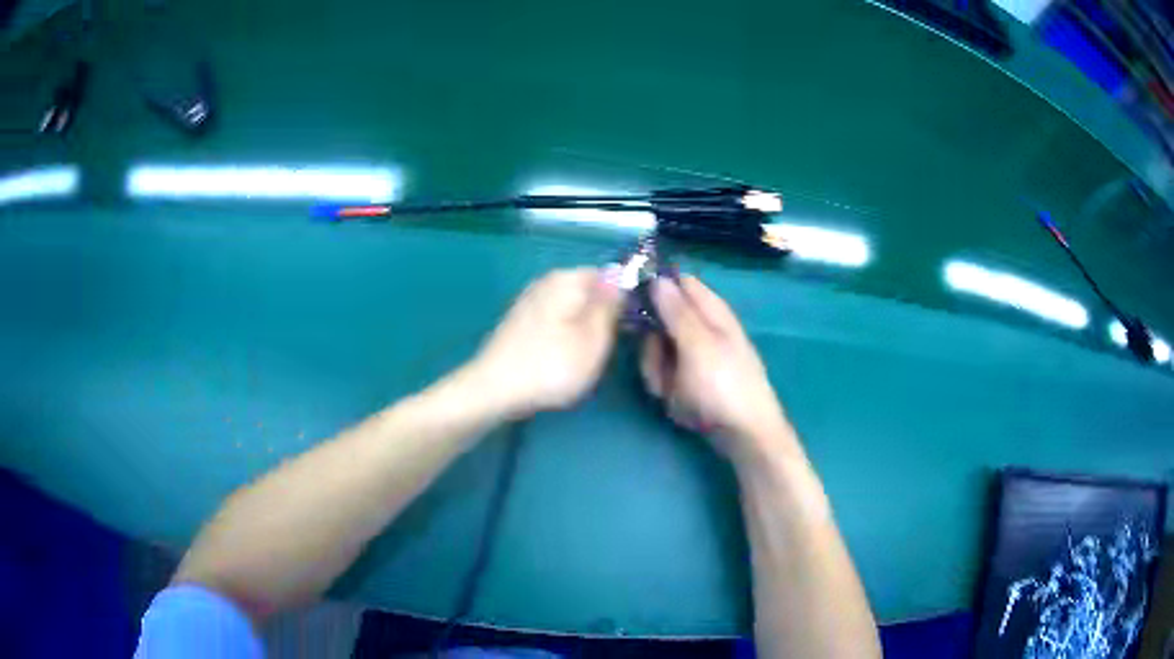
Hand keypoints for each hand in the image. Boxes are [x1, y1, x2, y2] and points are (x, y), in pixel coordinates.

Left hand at [468, 267, 621, 418]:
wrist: (495, 389)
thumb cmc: (553, 365)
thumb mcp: (595, 338)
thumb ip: (610, 304)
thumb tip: (620, 276)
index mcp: (567, 278)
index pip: (608, 277)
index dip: (623, 300)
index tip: (627, 328)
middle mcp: (545, 281)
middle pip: (586, 293)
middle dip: (600, 316)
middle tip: (605, 348)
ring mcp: (528, 301)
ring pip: (568, 309)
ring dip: (580, 329)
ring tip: (582, 359)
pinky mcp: (516, 323)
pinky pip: (551, 323)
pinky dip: (559, 338)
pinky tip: (558, 361)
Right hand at [640, 275, 792, 459]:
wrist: (744, 435)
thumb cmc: (723, 386)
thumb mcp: (696, 344)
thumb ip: (676, 310)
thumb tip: (657, 277)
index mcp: (710, 310)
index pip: (677, 282)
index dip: (653, 288)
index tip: (632, 305)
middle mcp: (702, 328)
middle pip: (660, 321)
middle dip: (652, 344)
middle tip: (659, 364)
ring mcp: (696, 356)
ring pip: (658, 351)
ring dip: (658, 371)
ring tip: (672, 391)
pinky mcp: (692, 380)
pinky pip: (667, 374)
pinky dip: (668, 388)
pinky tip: (678, 404)